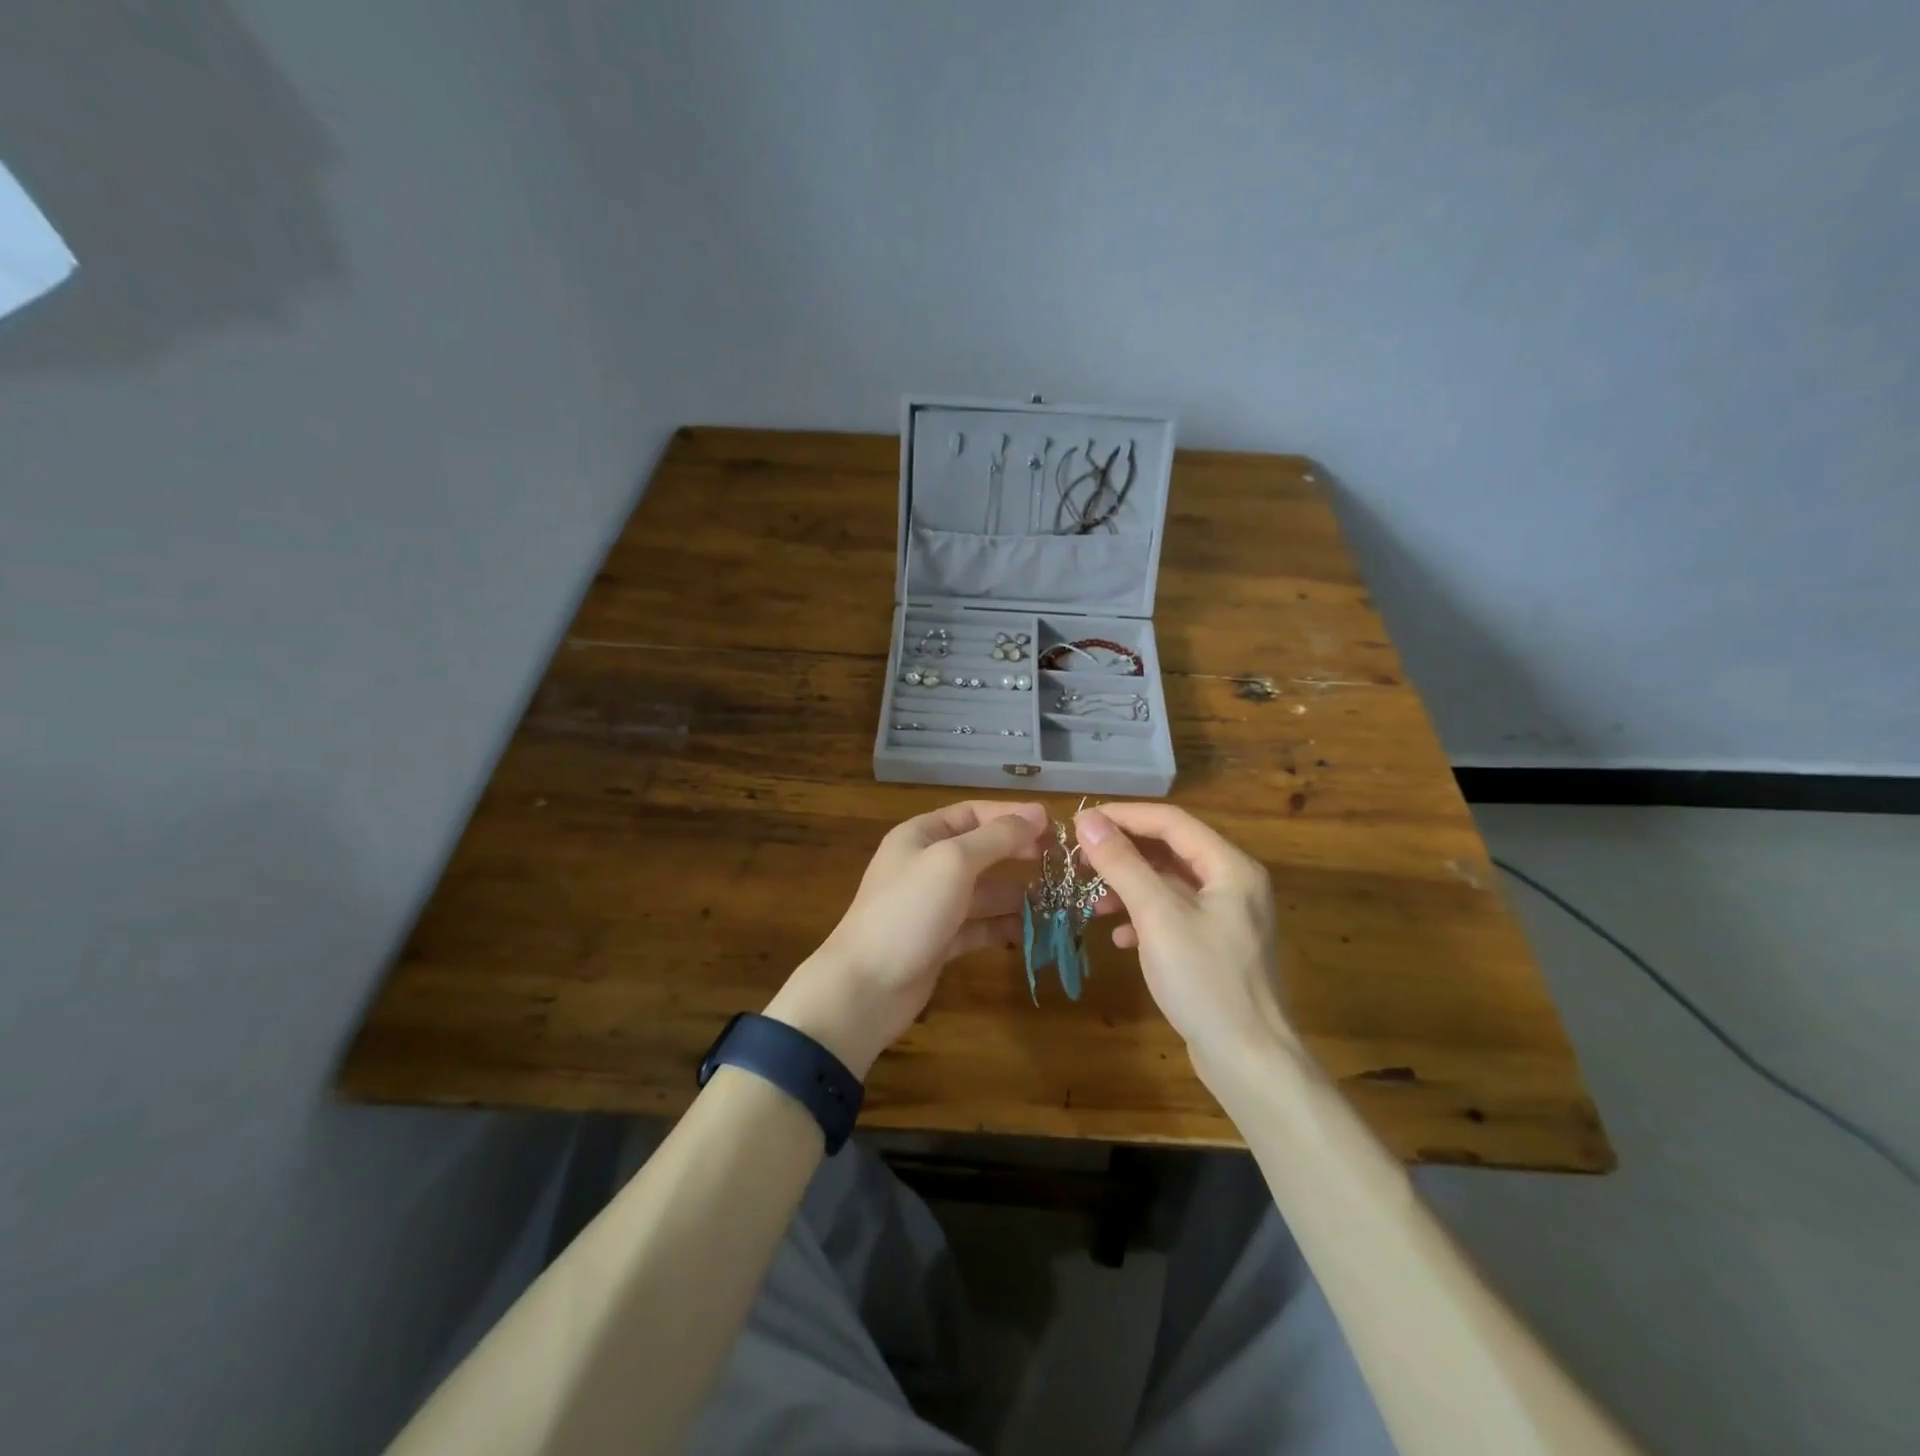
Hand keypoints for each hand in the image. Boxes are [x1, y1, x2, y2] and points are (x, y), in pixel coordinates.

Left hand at [764, 800, 1047, 1075]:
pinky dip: (1004, 926)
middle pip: (981, 851)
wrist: (865, 988)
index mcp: (921, 836)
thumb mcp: (953, 863)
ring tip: (1059, 901)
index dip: (1012, 817)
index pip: (973, 813)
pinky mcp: (939, 941)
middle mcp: (926, 865)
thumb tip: (1037, 813)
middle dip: (1019, 855)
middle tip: (1061, 865)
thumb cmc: (908, 912)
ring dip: (1018, 894)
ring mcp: (932, 905)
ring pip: (984, 891)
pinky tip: (1033, 931)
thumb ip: (996, 838)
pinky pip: (979, 925)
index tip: (1054, 829)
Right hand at [1074, 804, 1296, 1080]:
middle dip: (1122, 852)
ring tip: (1092, 899)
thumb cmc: (1205, 981)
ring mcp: (1226, 917)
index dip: (1123, 815)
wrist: (1249, 1061)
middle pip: (1169, 849)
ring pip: (1168, 883)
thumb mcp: (1157, 916)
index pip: (1170, 821)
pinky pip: (1173, 915)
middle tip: (1078, 859)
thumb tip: (1086, 821)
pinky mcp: (1215, 946)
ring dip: (1128, 886)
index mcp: (1230, 867)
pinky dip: (1143, 918)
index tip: (1078, 822)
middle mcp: (1233, 883)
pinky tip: (1119, 937)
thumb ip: (1122, 864)